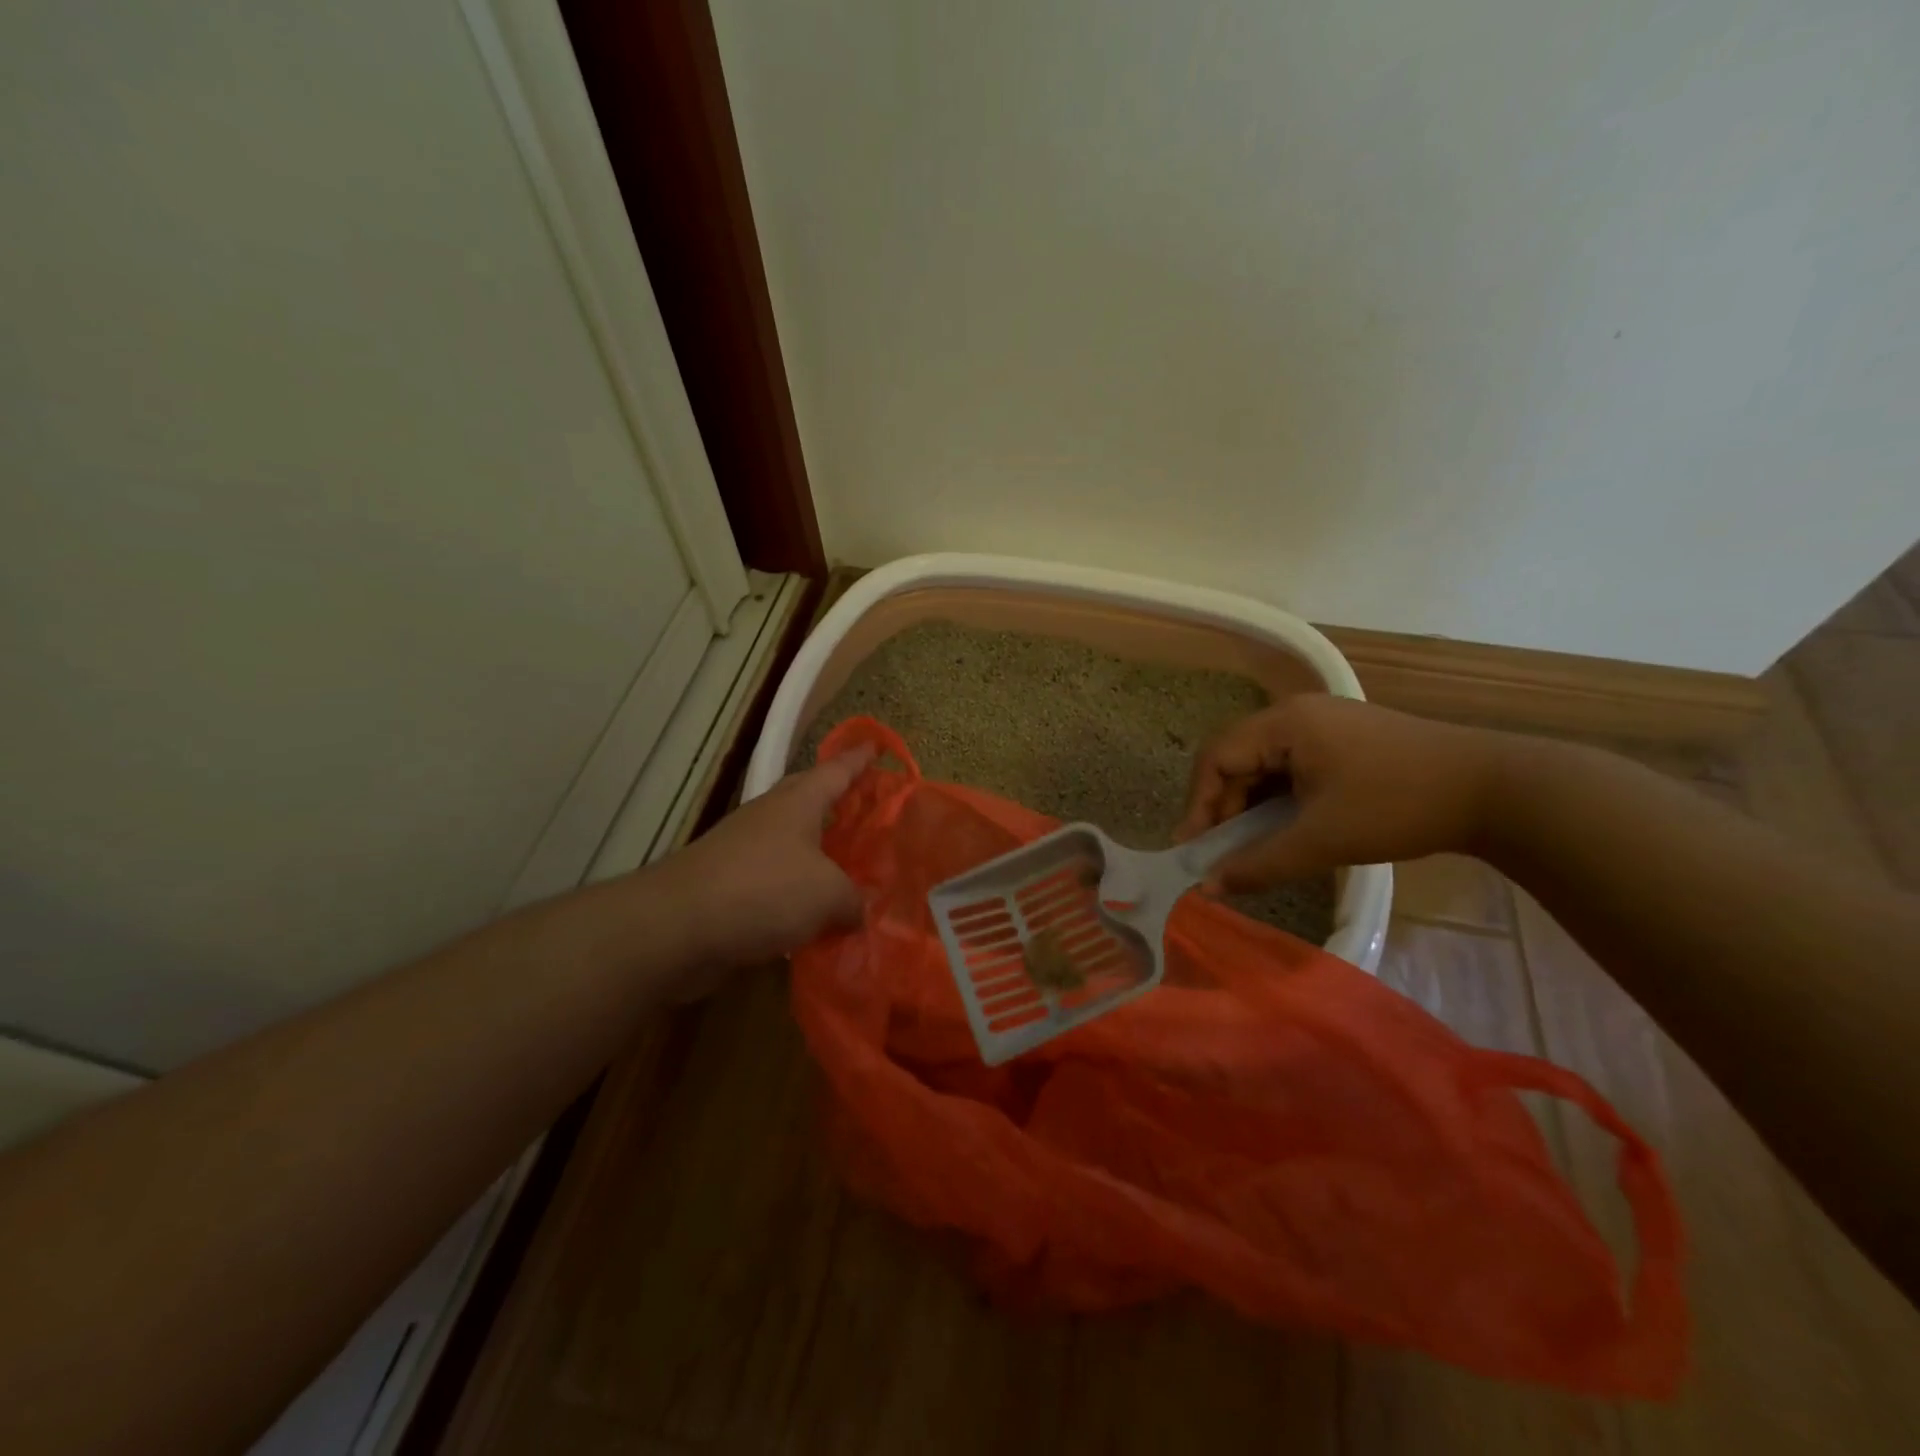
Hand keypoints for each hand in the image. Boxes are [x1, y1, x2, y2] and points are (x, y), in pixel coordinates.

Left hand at [658, 748, 873, 991]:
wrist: (677, 927)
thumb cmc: (763, 890)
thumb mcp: (828, 894)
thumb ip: (853, 900)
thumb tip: (858, 910)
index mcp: (798, 803)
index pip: (836, 771)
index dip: (859, 760)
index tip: (876, 746)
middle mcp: (770, 818)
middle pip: (811, 801)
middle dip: (840, 803)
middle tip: (872, 811)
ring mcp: (745, 851)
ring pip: (794, 846)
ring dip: (821, 855)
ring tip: (852, 870)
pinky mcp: (729, 887)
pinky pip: (776, 884)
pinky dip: (798, 896)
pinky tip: (816, 918)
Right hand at [1175, 694, 1506, 892]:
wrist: (1495, 789)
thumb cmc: (1398, 806)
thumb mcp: (1323, 840)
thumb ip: (1260, 863)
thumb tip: (1207, 888)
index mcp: (1284, 723)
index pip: (1217, 758)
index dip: (1199, 804)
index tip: (1193, 848)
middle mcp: (1296, 713)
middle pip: (1237, 758)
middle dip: (1223, 807)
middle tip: (1220, 852)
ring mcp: (1323, 723)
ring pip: (1264, 764)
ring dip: (1251, 805)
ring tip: (1250, 845)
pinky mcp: (1344, 739)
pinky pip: (1292, 766)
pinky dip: (1279, 798)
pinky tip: (1285, 827)